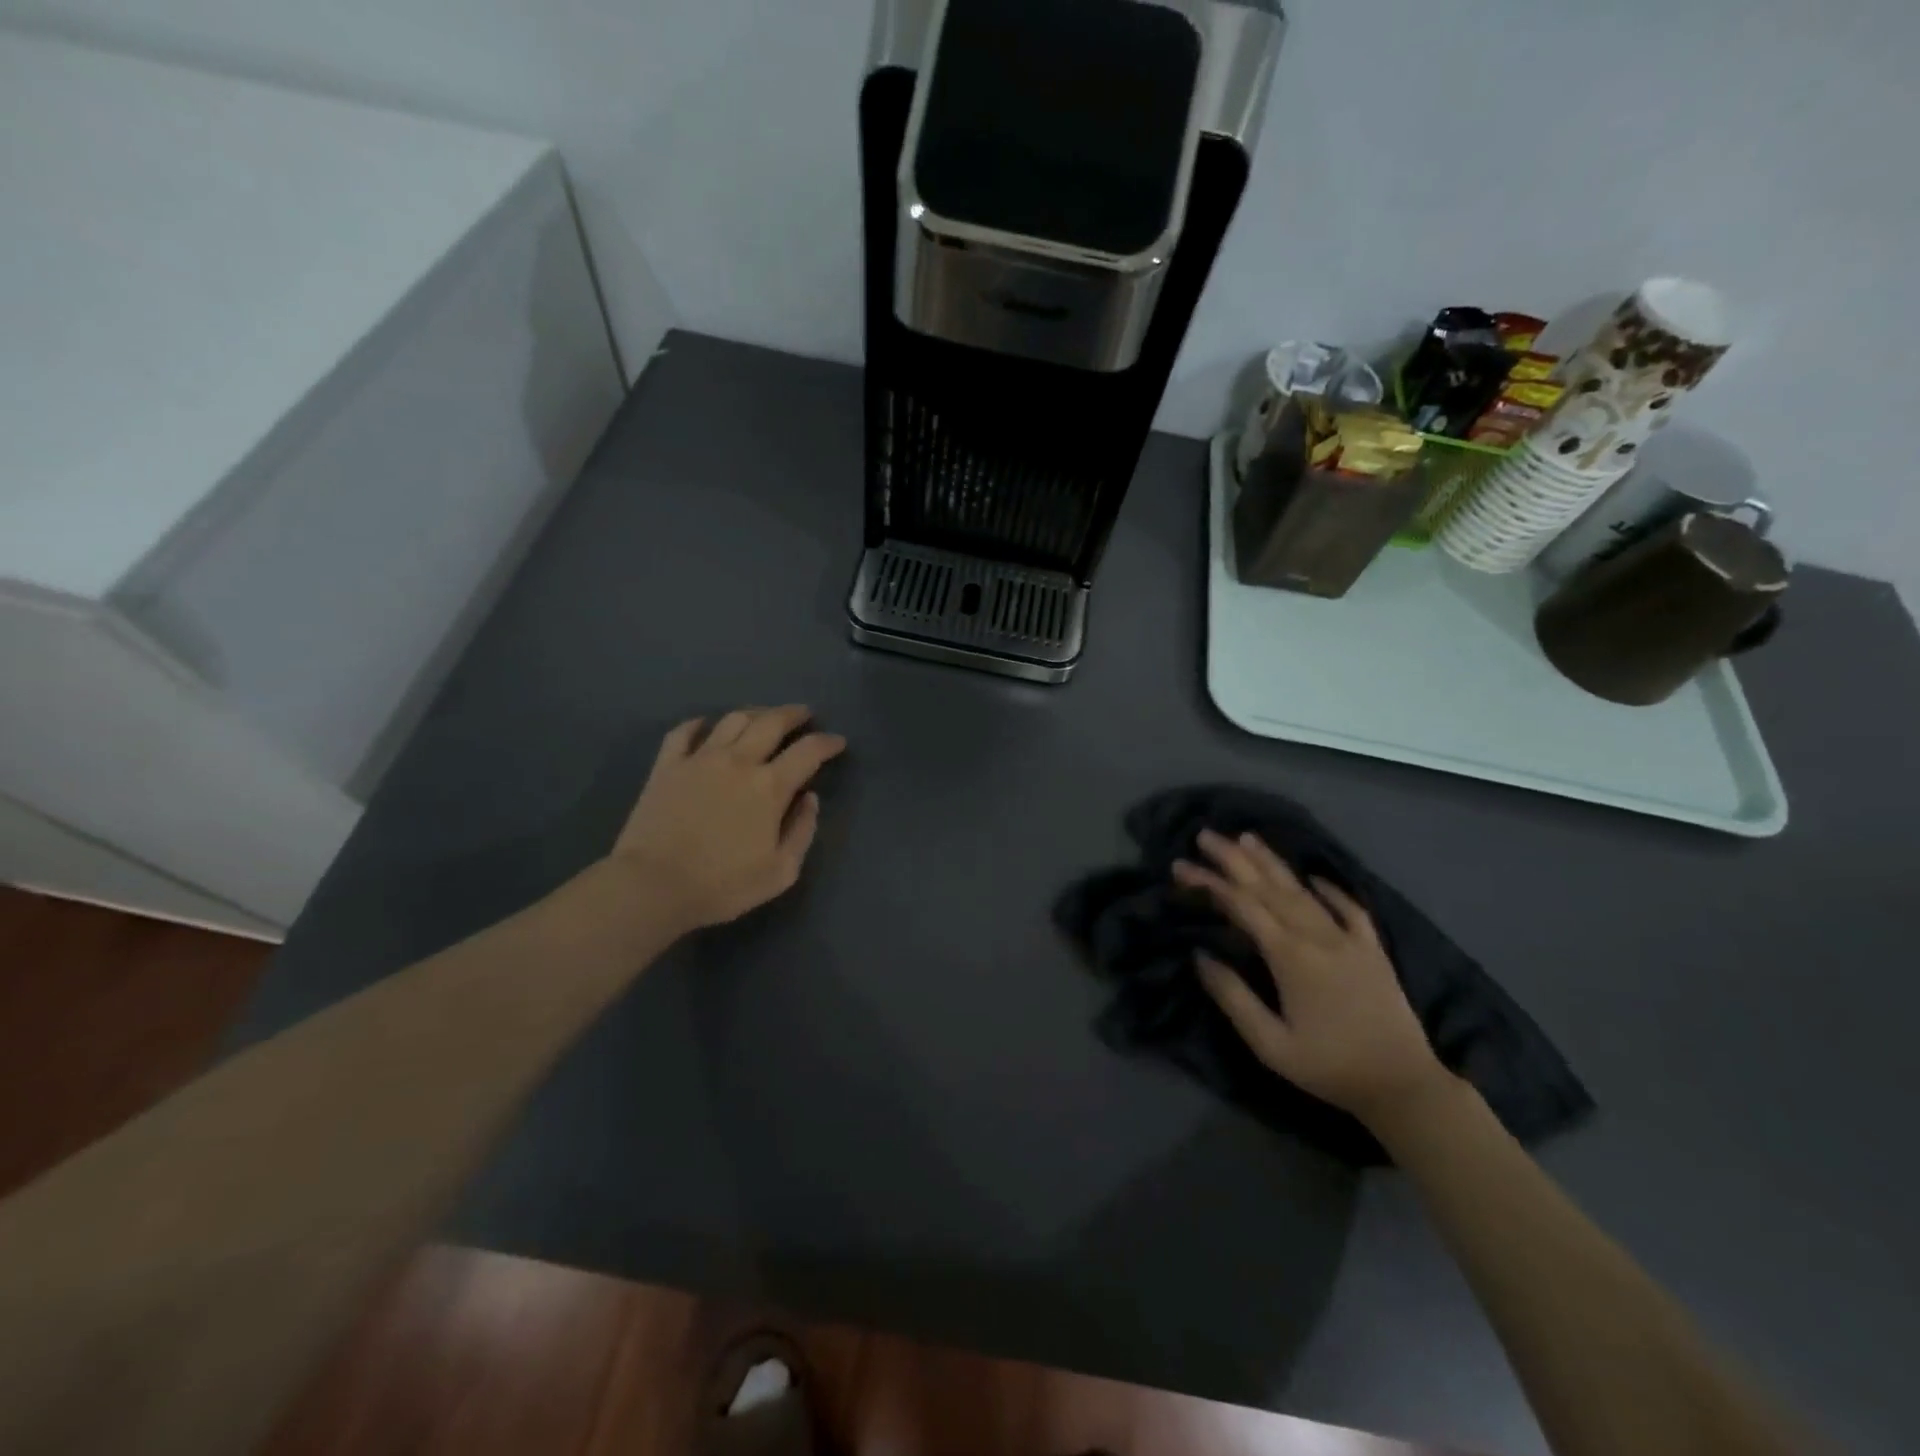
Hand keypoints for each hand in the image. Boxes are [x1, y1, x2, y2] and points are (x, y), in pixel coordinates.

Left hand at [609, 706, 846, 934]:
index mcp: (770, 787)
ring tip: (763, 717)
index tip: (837, 742)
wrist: (652, 886)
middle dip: (793, 714)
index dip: (827, 743)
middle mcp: (738, 761)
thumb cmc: (722, 884)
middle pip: (771, 722)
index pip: (808, 751)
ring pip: (732, 720)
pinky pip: (684, 732)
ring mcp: (699, 759)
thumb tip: (810, 798)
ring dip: (754, 713)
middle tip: (804, 714)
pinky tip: (707, 726)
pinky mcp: (667, 766)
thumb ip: (802, 831)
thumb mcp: (780, 872)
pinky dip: (700, 724)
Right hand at [1172, 829, 1452, 1127]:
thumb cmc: (1329, 1067)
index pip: (1241, 905)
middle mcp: (1318, 936)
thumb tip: (1200, 955)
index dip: (1209, 882)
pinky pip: (1349, 908)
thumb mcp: (1270, 1044)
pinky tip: (1314, 876)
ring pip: (1303, 890)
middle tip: (1205, 836)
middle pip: (1269, 887)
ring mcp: (1349, 938)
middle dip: (1233, 859)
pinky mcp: (1372, 949)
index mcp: (1290, 956)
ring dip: (1272, 862)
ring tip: (1247, 837)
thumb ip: (1233, 997)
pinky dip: (1330, 889)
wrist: (1403, 1086)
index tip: (1180, 867)